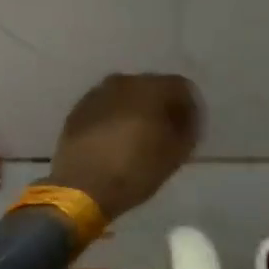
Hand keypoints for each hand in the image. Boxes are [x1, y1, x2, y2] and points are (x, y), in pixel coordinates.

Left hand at [45, 73, 200, 220]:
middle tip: (165, 132)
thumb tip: (186, 120)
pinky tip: (114, 140)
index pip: (181, 87)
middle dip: (161, 106)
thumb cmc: (135, 171)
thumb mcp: (175, 155)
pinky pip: (105, 107)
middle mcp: (124, 82)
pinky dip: (114, 118)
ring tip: (138, 137)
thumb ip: (187, 130)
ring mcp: (97, 93)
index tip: (189, 129)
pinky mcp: (78, 109)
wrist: (81, 187)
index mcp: (151, 88)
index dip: (189, 107)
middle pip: (152, 87)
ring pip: (126, 96)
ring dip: (136, 110)